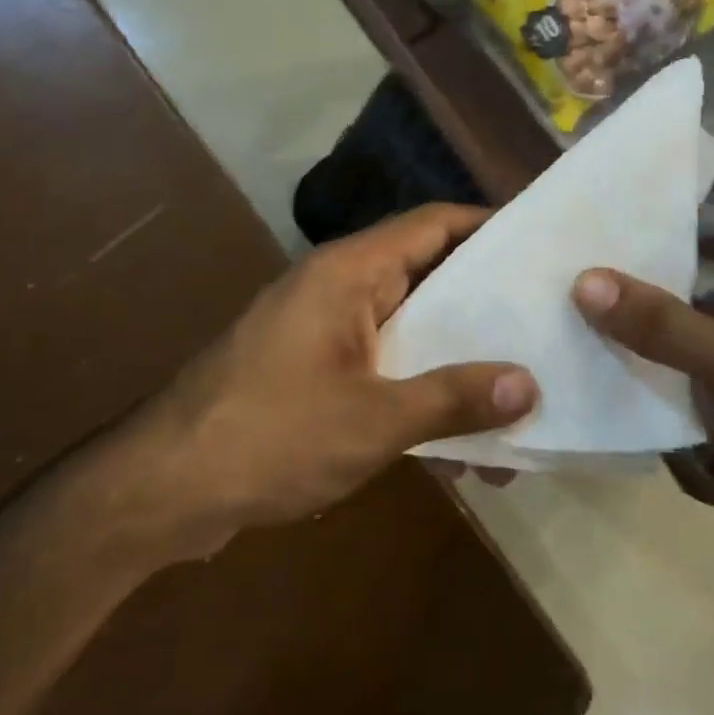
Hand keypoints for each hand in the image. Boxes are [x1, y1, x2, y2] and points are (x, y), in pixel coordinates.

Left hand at [132, 205, 537, 548]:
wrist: (165, 490)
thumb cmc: (270, 435)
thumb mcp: (374, 420)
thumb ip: (453, 397)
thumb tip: (529, 383)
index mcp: (348, 273)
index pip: (431, 224)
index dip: (487, 227)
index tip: (541, 247)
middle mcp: (336, 290)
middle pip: (425, 277)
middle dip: (484, 305)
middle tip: (548, 322)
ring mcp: (321, 335)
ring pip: (407, 333)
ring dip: (455, 363)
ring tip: (520, 396)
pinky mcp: (311, 376)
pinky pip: (382, 371)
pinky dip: (419, 396)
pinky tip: (461, 444)